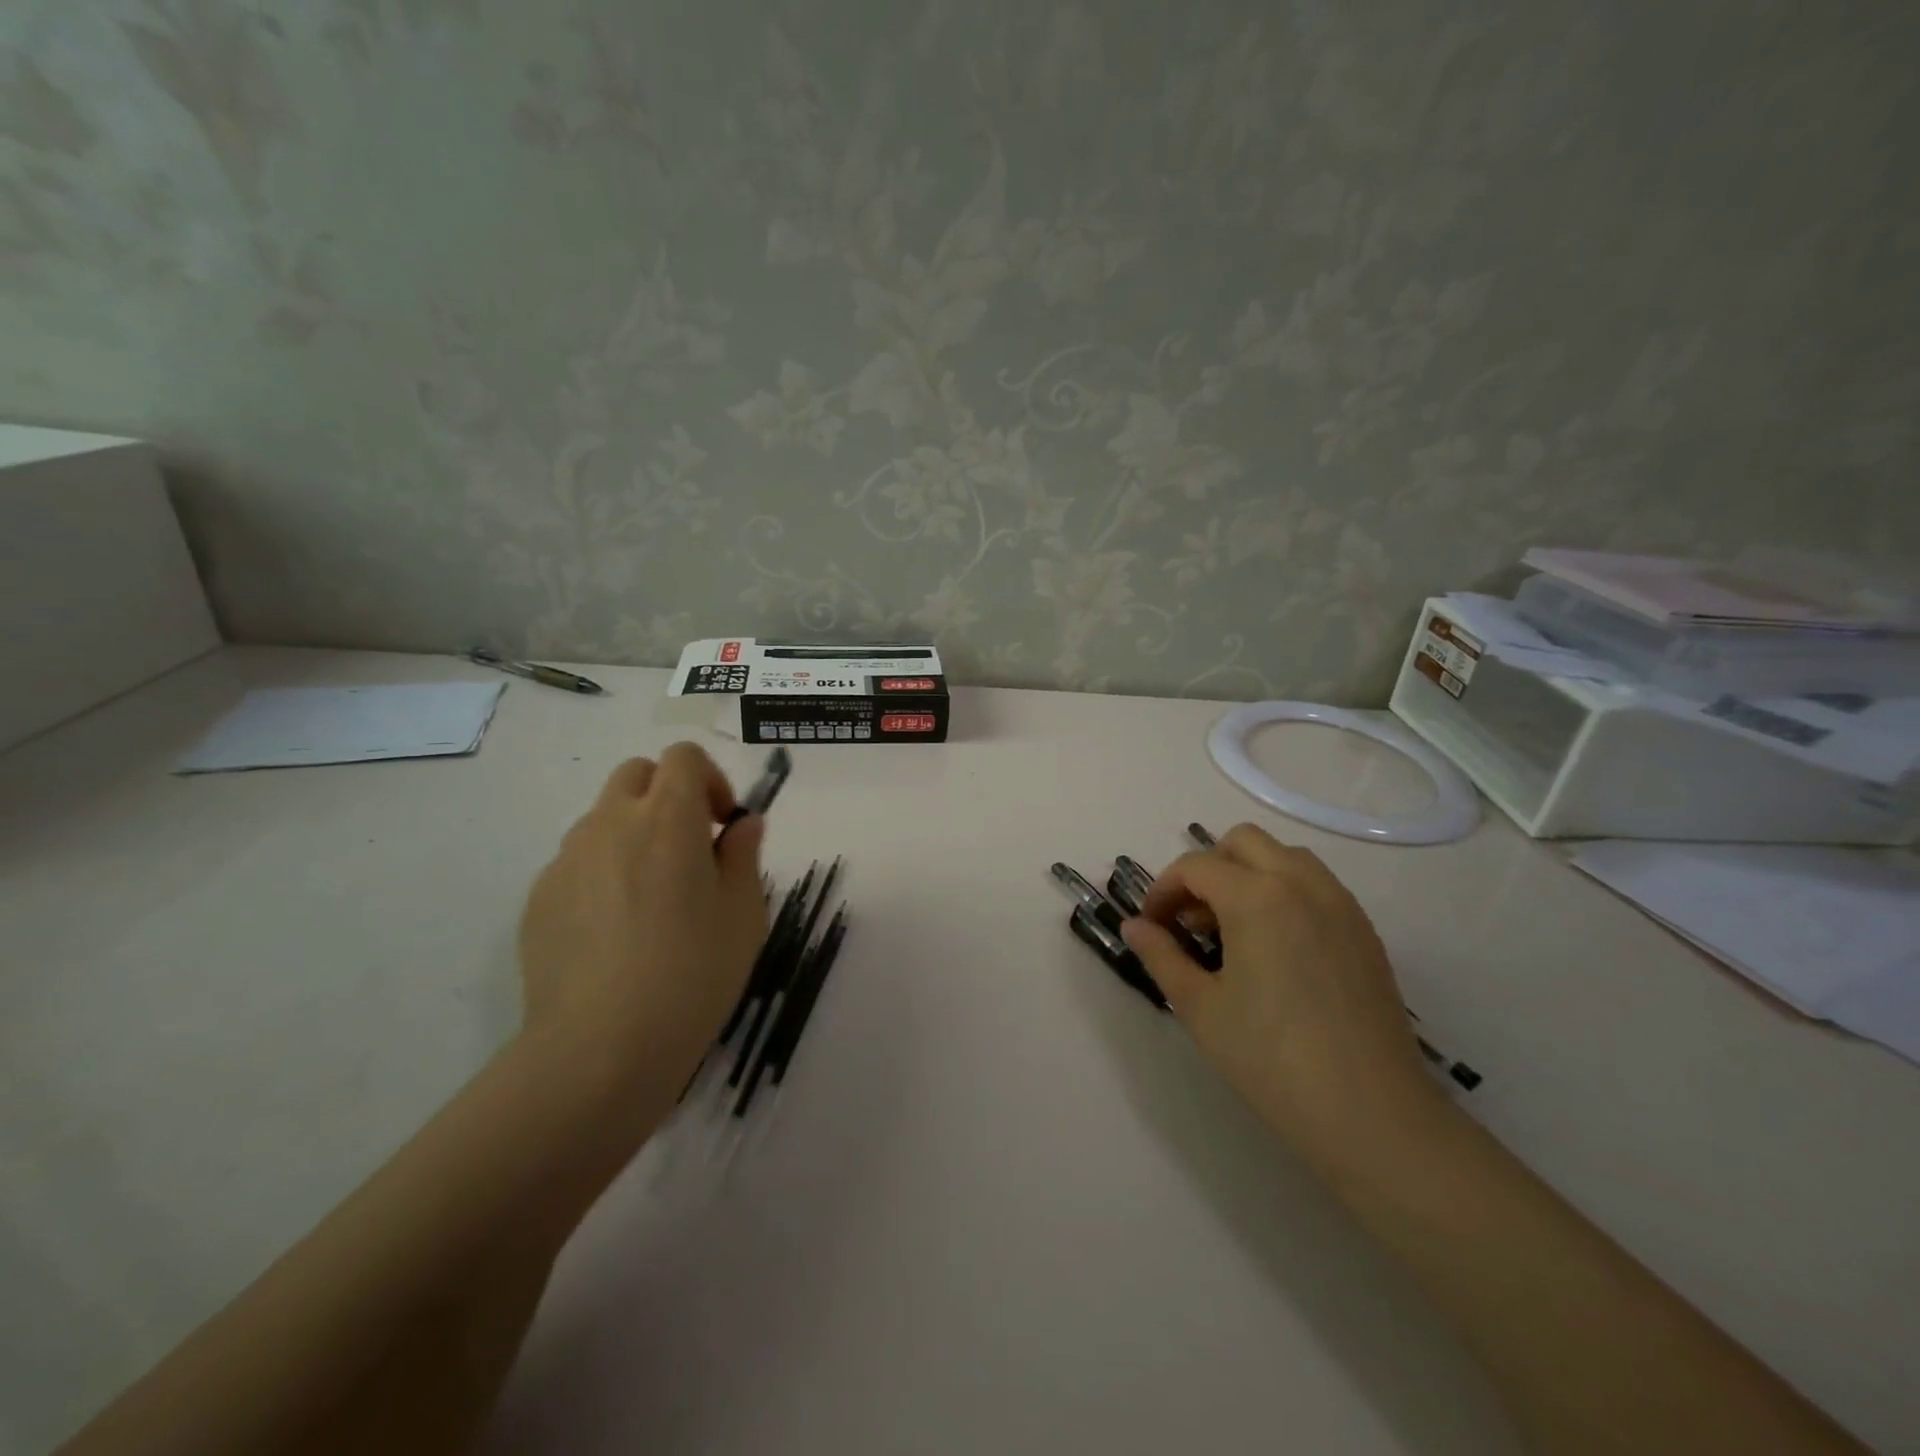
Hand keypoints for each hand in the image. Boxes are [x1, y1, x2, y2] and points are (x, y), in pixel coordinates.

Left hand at [517, 744, 767, 1097]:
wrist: (601, 1049)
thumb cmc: (693, 974)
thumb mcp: (744, 914)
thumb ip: (744, 854)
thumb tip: (743, 823)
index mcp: (668, 818)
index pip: (683, 757)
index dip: (710, 779)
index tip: (722, 824)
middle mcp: (611, 823)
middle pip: (636, 774)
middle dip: (667, 794)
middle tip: (690, 848)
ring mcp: (567, 859)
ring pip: (603, 818)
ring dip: (634, 833)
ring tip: (652, 897)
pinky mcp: (538, 898)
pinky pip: (577, 863)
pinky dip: (602, 873)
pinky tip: (616, 932)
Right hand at [1122, 824, 1443, 1163]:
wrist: (1371, 1114)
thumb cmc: (1271, 1059)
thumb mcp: (1199, 1007)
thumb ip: (1161, 955)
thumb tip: (1135, 926)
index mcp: (1256, 897)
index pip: (1195, 867)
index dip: (1163, 891)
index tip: (1152, 927)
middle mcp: (1301, 884)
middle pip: (1242, 842)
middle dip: (1207, 869)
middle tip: (1192, 920)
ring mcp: (1340, 904)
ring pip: (1284, 856)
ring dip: (1249, 874)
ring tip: (1234, 929)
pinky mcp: (1364, 930)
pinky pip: (1316, 885)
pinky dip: (1285, 892)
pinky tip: (1276, 947)